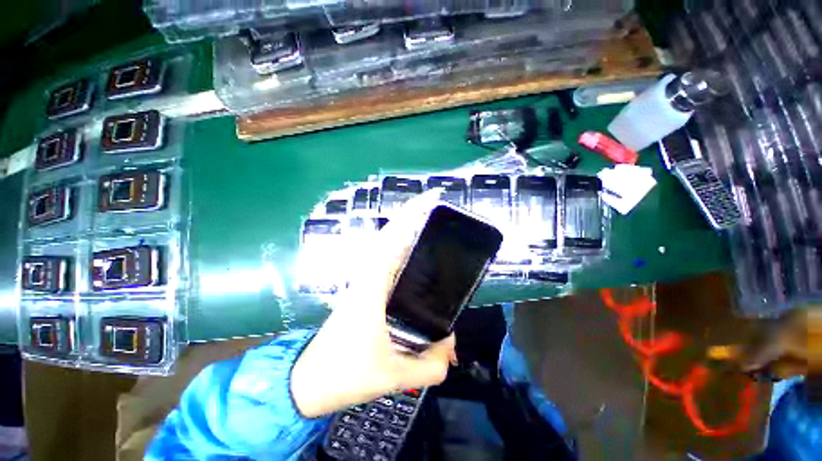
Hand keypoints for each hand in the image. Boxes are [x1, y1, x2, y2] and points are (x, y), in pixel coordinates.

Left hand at [290, 191, 455, 417]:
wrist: (307, 383)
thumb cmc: (344, 376)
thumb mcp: (393, 375)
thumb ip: (430, 364)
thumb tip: (451, 346)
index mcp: (371, 286)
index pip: (391, 240)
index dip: (410, 214)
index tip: (431, 198)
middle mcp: (367, 276)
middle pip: (390, 236)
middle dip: (412, 216)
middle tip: (438, 209)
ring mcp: (365, 281)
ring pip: (387, 246)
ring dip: (406, 231)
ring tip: (431, 225)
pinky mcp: (365, 289)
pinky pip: (386, 261)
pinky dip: (400, 250)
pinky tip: (416, 258)